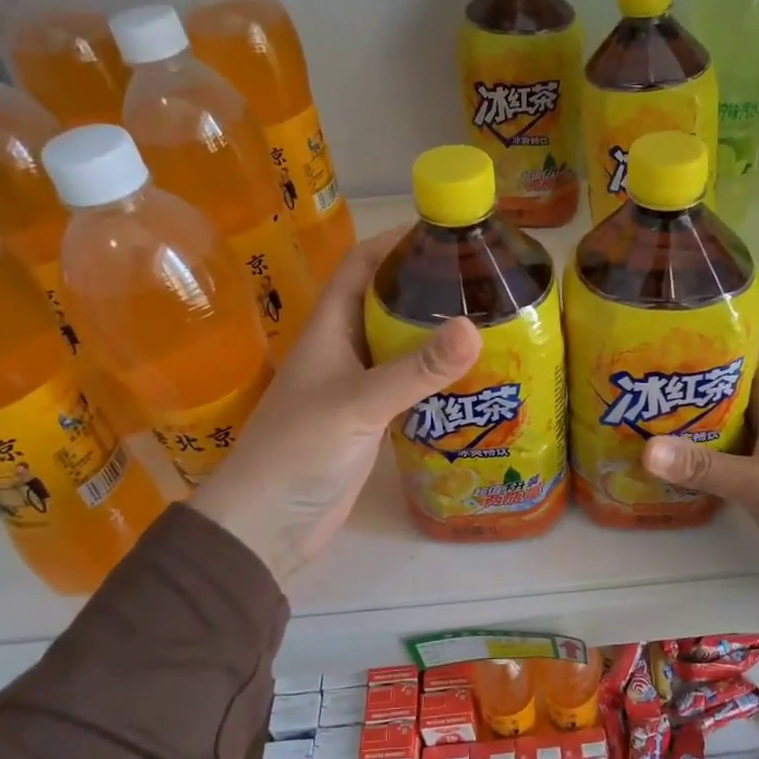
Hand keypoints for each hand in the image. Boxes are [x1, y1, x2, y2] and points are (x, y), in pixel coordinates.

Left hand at [191, 231, 480, 585]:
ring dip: (437, 334)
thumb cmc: (298, 452)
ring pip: (402, 345)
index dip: (396, 241)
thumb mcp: (358, 404)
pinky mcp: (372, 421)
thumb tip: (475, 327)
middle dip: (429, 286)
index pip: (361, 265)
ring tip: (490, 324)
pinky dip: (437, 378)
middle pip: (388, 302)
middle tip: (484, 281)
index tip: (446, 232)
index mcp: (330, 329)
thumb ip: (415, 369)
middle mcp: (344, 350)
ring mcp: (358, 386)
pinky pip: (410, 386)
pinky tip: (473, 379)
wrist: (267, 526)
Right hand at [641, 338, 758, 613]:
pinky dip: (701, 453)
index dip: (721, 330)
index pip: (756, 347)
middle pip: (731, 383)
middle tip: (642, 372)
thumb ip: (704, 467)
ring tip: (643, 409)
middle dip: (690, 375)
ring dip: (691, 416)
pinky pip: (728, 455)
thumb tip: (645, 449)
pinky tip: (668, 458)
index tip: (673, 327)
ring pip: (726, 420)